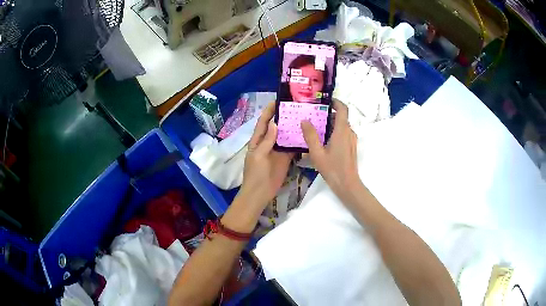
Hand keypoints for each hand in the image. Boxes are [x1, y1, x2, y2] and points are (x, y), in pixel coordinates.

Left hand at [239, 102, 293, 211]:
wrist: (260, 193)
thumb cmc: (255, 174)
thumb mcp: (258, 155)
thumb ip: (267, 141)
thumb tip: (275, 123)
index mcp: (258, 140)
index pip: (263, 122)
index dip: (268, 111)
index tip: (276, 101)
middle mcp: (268, 142)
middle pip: (276, 127)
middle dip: (284, 117)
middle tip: (295, 107)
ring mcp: (278, 150)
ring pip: (286, 136)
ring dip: (292, 128)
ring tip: (303, 117)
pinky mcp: (286, 158)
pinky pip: (292, 148)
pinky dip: (298, 142)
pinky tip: (306, 134)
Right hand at [301, 100, 359, 198]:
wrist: (348, 185)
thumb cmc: (332, 169)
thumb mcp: (317, 153)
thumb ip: (310, 136)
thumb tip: (304, 120)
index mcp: (342, 130)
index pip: (343, 109)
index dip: (335, 102)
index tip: (324, 101)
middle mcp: (349, 132)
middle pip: (340, 117)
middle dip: (327, 114)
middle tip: (312, 116)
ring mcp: (351, 140)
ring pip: (341, 126)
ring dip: (330, 124)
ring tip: (315, 128)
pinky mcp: (351, 147)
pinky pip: (343, 134)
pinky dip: (333, 132)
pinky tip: (322, 141)